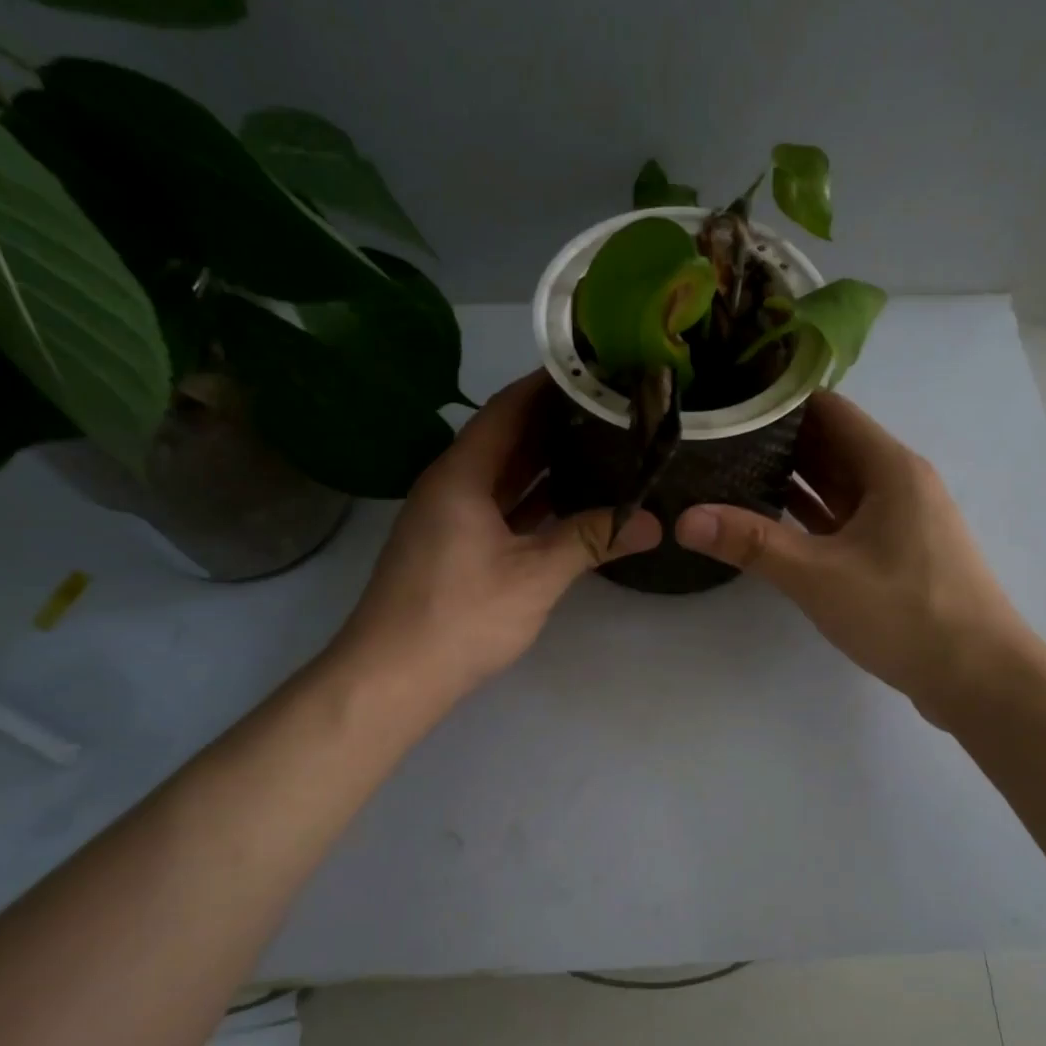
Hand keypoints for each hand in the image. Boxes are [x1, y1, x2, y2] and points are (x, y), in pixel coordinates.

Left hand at [332, 372, 661, 710]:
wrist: (392, 677)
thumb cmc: (460, 616)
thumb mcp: (535, 575)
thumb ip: (592, 540)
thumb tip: (652, 522)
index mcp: (462, 474)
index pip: (508, 408)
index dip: (548, 384)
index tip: (594, 368)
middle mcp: (451, 484)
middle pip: (507, 437)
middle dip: (555, 420)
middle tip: (611, 406)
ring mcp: (450, 517)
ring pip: (504, 475)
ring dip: (546, 460)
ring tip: (601, 442)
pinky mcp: (455, 547)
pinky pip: (500, 506)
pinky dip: (534, 499)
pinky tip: (571, 499)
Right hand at [675, 390, 1030, 730]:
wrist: (980, 679)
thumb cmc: (905, 613)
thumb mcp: (819, 576)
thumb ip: (752, 544)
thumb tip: (686, 518)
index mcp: (889, 467)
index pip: (828, 410)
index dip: (778, 402)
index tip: (727, 404)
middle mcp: (897, 482)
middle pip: (831, 444)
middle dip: (776, 441)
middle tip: (714, 441)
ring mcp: (899, 519)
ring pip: (837, 484)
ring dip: (792, 478)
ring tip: (729, 473)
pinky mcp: (896, 553)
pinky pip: (845, 518)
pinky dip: (810, 514)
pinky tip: (770, 520)